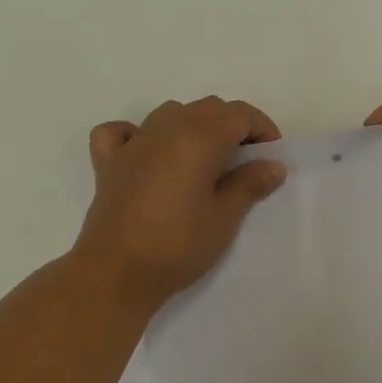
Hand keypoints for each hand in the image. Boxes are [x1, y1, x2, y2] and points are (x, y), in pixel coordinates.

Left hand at [73, 97, 287, 316]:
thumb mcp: (224, 217)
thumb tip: (273, 165)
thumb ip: (250, 184)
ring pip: (171, 112)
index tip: (271, 156)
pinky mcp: (108, 162)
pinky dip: (136, 133)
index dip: (262, 128)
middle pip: (208, 108)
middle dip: (232, 125)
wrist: (115, 274)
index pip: (239, 114)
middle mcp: (166, 128)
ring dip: (193, 125)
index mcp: (199, 137)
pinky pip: (121, 131)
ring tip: (204, 158)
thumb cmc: (178, 245)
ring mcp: (134, 143)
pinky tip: (146, 152)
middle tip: (245, 161)